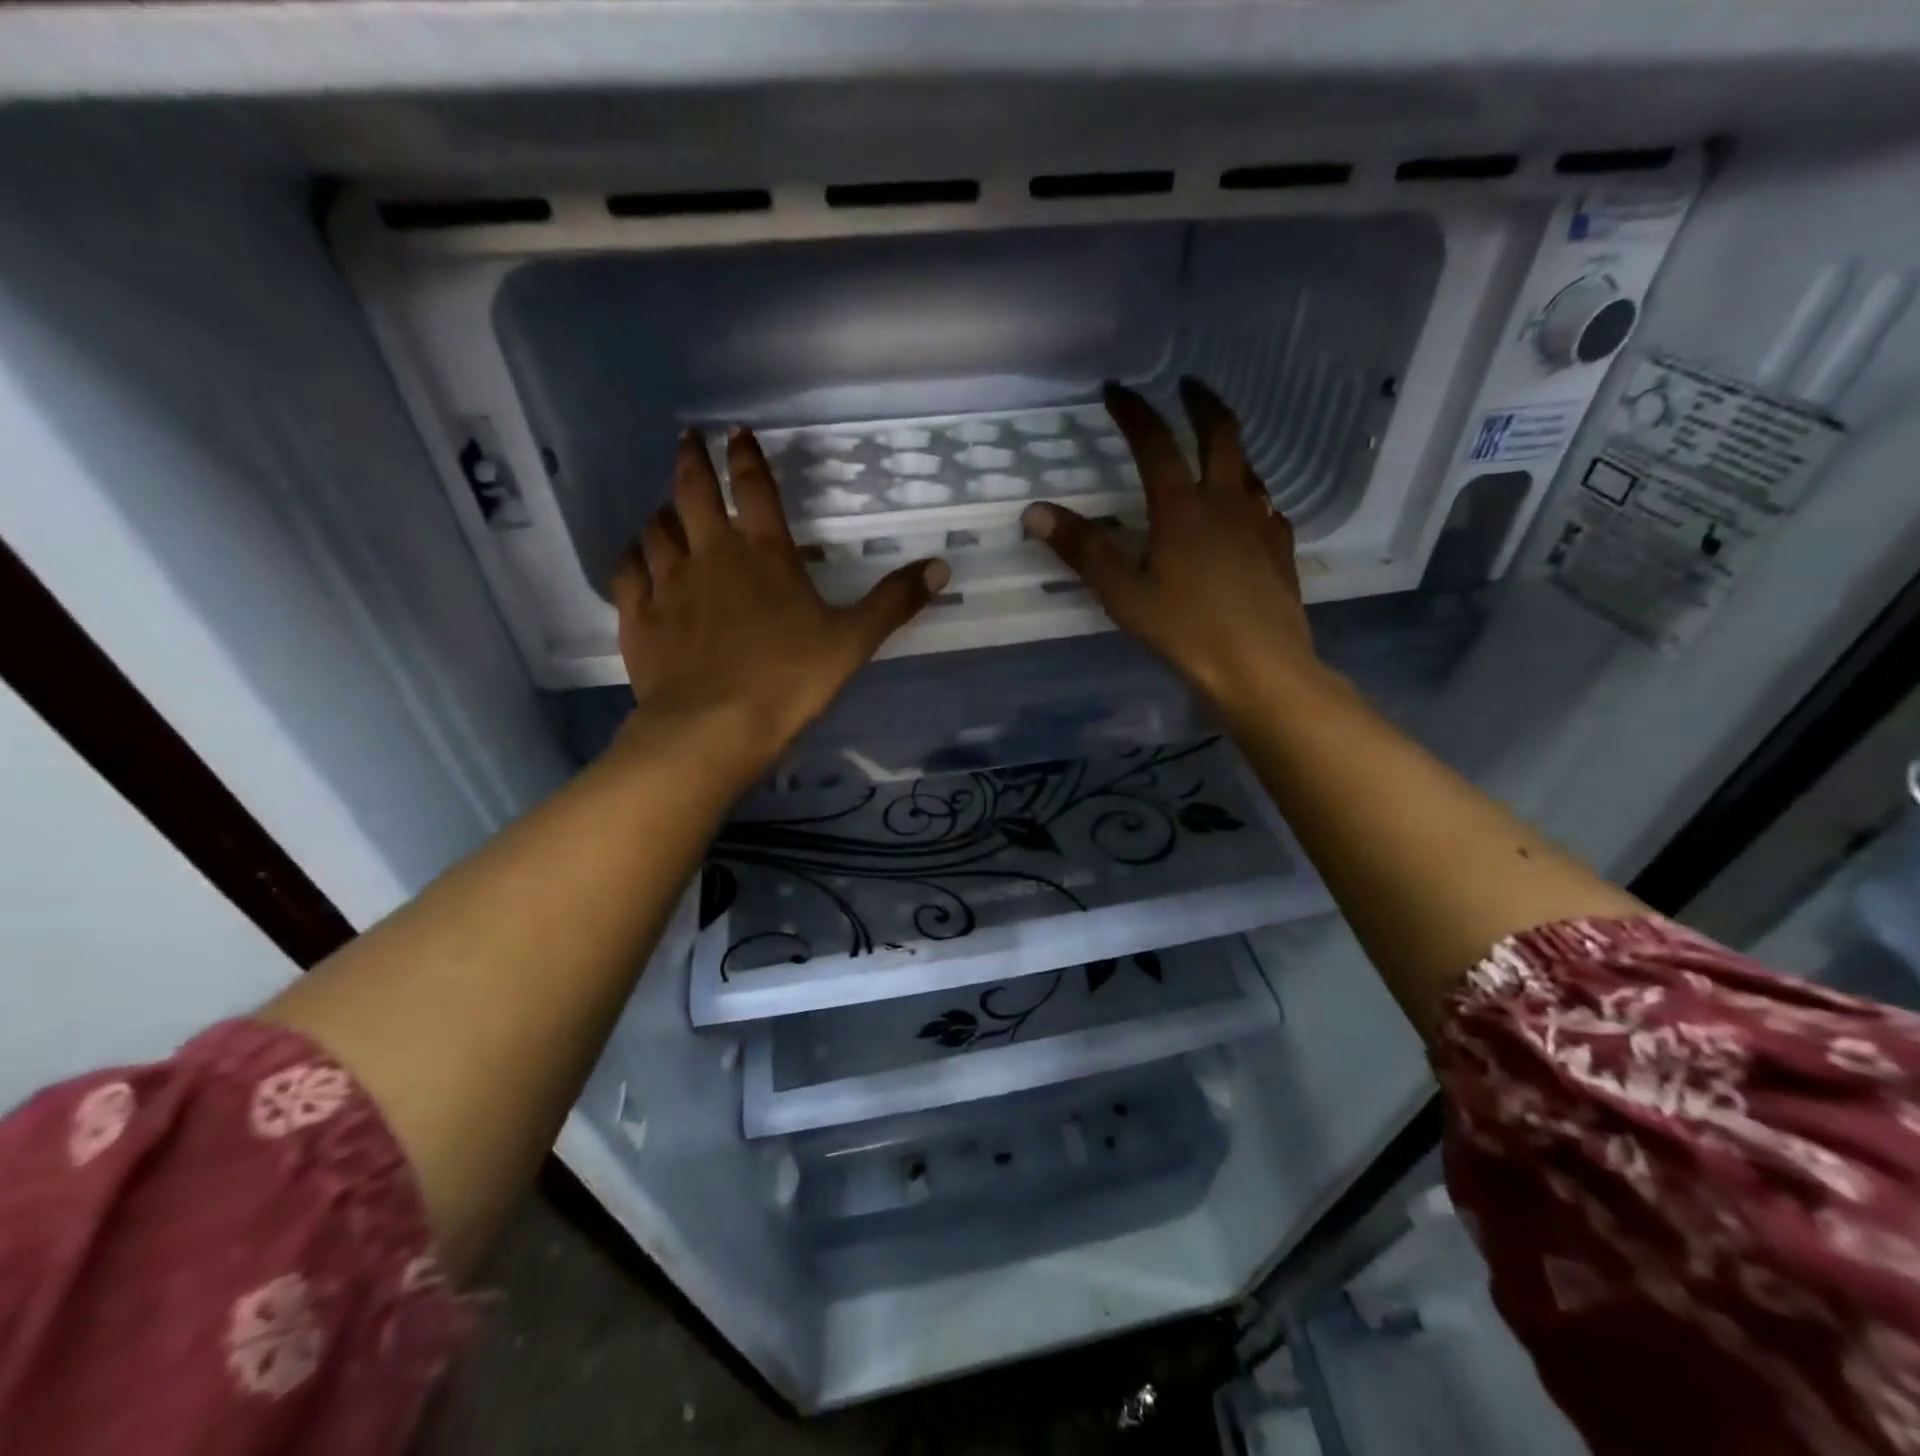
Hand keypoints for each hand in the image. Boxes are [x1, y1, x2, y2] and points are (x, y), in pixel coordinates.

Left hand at [611, 428, 948, 783]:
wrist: (713, 727)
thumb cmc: (789, 680)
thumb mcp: (853, 641)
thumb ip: (894, 602)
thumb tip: (941, 567)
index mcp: (765, 554)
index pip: (754, 489)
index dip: (746, 456)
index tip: (736, 431)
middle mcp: (711, 555)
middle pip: (693, 492)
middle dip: (691, 460)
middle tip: (688, 439)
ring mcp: (669, 584)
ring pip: (657, 529)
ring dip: (663, 511)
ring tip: (667, 506)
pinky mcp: (639, 617)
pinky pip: (628, 572)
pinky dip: (632, 557)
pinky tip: (636, 556)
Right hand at [1022, 379, 1328, 713]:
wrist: (1261, 668)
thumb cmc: (1186, 631)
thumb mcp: (1124, 594)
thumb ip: (1083, 550)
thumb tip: (1036, 511)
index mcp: (1182, 508)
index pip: (1154, 443)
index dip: (1133, 411)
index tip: (1116, 389)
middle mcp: (1226, 502)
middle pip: (1221, 434)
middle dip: (1201, 403)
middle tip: (1188, 385)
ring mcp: (1260, 524)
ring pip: (1249, 468)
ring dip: (1230, 446)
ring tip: (1215, 445)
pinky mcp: (1280, 550)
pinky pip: (1265, 507)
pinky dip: (1250, 495)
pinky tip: (1246, 511)